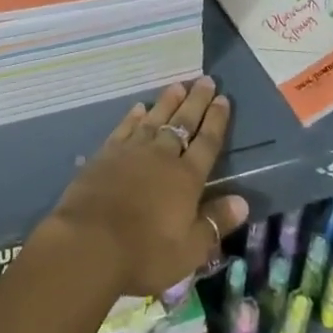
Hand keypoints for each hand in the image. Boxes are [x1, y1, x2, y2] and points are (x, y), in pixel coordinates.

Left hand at [40, 78, 248, 298]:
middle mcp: (162, 156)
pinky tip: (140, 107)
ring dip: (168, 101)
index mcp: (186, 178)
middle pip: (183, 123)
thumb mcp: (189, 250)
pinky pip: (126, 127)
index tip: (224, 99)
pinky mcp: (107, 153)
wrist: (90, 241)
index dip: (217, 120)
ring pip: (155, 118)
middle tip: (206, 80)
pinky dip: (134, 116)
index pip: (207, 143)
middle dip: (197, 101)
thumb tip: (243, 201)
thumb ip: (215, 222)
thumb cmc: (144, 252)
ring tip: (178, 84)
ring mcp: (132, 151)